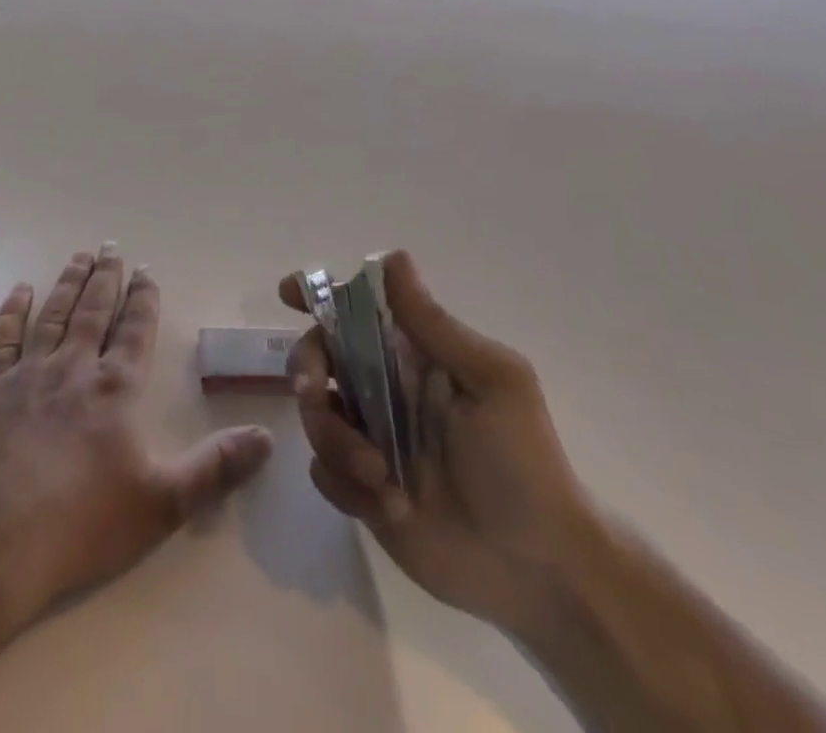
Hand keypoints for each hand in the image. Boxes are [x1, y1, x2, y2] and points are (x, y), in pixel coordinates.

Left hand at [0, 246, 273, 645]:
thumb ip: (215, 468)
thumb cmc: (79, 526)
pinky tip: (21, 289)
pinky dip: (13, 310)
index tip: (146, 270)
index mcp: (115, 390)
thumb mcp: (162, 505)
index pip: (135, 331)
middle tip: (112, 247)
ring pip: (53, 314)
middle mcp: (73, 368)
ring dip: (69, 283)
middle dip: (106, 278)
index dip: (143, 299)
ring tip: (80, 256)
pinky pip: (3, 337)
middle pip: (94, 311)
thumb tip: (268, 437)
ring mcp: (27, 373)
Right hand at [280, 249, 598, 634]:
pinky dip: (347, 487)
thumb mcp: (491, 380)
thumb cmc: (523, 461)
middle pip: (316, 357)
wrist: (538, 569)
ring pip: (314, 416)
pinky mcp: (361, 489)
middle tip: (314, 395)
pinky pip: (324, 472)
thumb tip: (392, 256)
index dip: (318, 295)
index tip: (288, 294)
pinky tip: (391, 508)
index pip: (354, 309)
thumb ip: (434, 324)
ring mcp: (369, 439)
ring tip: (382, 478)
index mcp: (411, 354)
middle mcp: (382, 388)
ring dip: (336, 442)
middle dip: (306, 372)